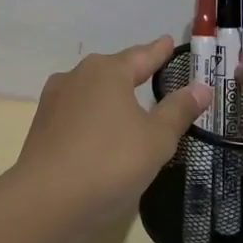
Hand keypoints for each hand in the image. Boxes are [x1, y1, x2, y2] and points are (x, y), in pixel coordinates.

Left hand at [14, 37, 211, 218]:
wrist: (46, 201)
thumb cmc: (110, 162)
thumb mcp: (156, 139)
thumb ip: (178, 111)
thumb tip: (201, 87)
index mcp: (107, 71)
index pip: (142, 56)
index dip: (159, 51)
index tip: (169, 41)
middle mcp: (77, 76)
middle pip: (113, 71)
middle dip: (133, 72)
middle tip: (154, 73)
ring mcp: (54, 101)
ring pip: (92, 92)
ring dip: (110, 97)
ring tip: (129, 104)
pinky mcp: (42, 127)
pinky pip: (77, 114)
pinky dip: (94, 118)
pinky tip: (101, 132)